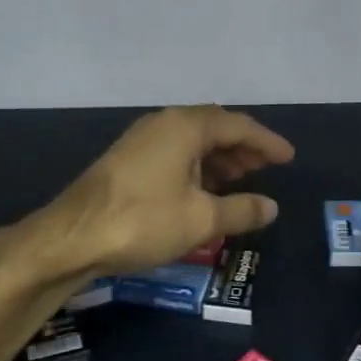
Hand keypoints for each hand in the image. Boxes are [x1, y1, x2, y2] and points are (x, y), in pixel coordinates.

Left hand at [46, 105, 294, 276]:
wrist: (71, 237)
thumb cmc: (143, 221)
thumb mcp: (202, 219)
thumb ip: (241, 209)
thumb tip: (271, 207)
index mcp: (186, 126)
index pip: (238, 125)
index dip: (267, 142)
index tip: (289, 157)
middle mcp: (164, 123)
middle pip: (215, 127)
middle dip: (243, 147)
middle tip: (266, 168)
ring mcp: (142, 139)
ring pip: (193, 140)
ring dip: (220, 157)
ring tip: (241, 179)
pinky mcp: (128, 159)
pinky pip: (175, 151)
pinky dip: (198, 165)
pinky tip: (204, 189)